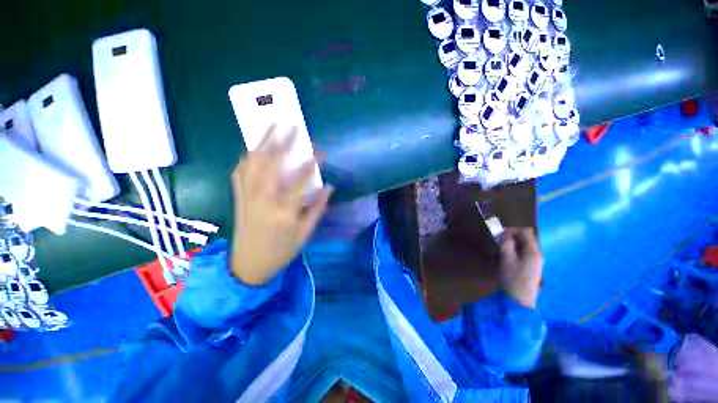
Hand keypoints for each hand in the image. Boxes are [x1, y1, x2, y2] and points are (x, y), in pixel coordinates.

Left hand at [230, 126, 332, 285]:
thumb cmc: (282, 250)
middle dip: (283, 142)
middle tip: (292, 125)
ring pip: (252, 163)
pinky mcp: (238, 197)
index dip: (312, 163)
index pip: (301, 180)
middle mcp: (263, 199)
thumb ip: (317, 208)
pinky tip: (253, 148)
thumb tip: (329, 187)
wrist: (248, 265)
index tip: (320, 151)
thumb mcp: (305, 233)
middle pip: (272, 164)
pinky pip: (239, 171)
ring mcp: (247, 196)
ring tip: (271, 127)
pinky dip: (247, 156)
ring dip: (262, 142)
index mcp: (284, 211)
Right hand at [499, 228, 542, 307]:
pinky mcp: (532, 266)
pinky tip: (506, 257)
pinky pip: (523, 252)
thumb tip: (504, 233)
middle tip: (497, 241)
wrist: (521, 299)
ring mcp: (536, 260)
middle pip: (525, 238)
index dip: (512, 229)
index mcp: (533, 251)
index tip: (499, 234)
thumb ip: (506, 243)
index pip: (525, 231)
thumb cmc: (513, 277)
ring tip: (500, 249)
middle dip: (510, 237)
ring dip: (511, 244)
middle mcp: (537, 253)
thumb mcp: (506, 258)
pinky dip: (514, 250)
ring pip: (523, 245)